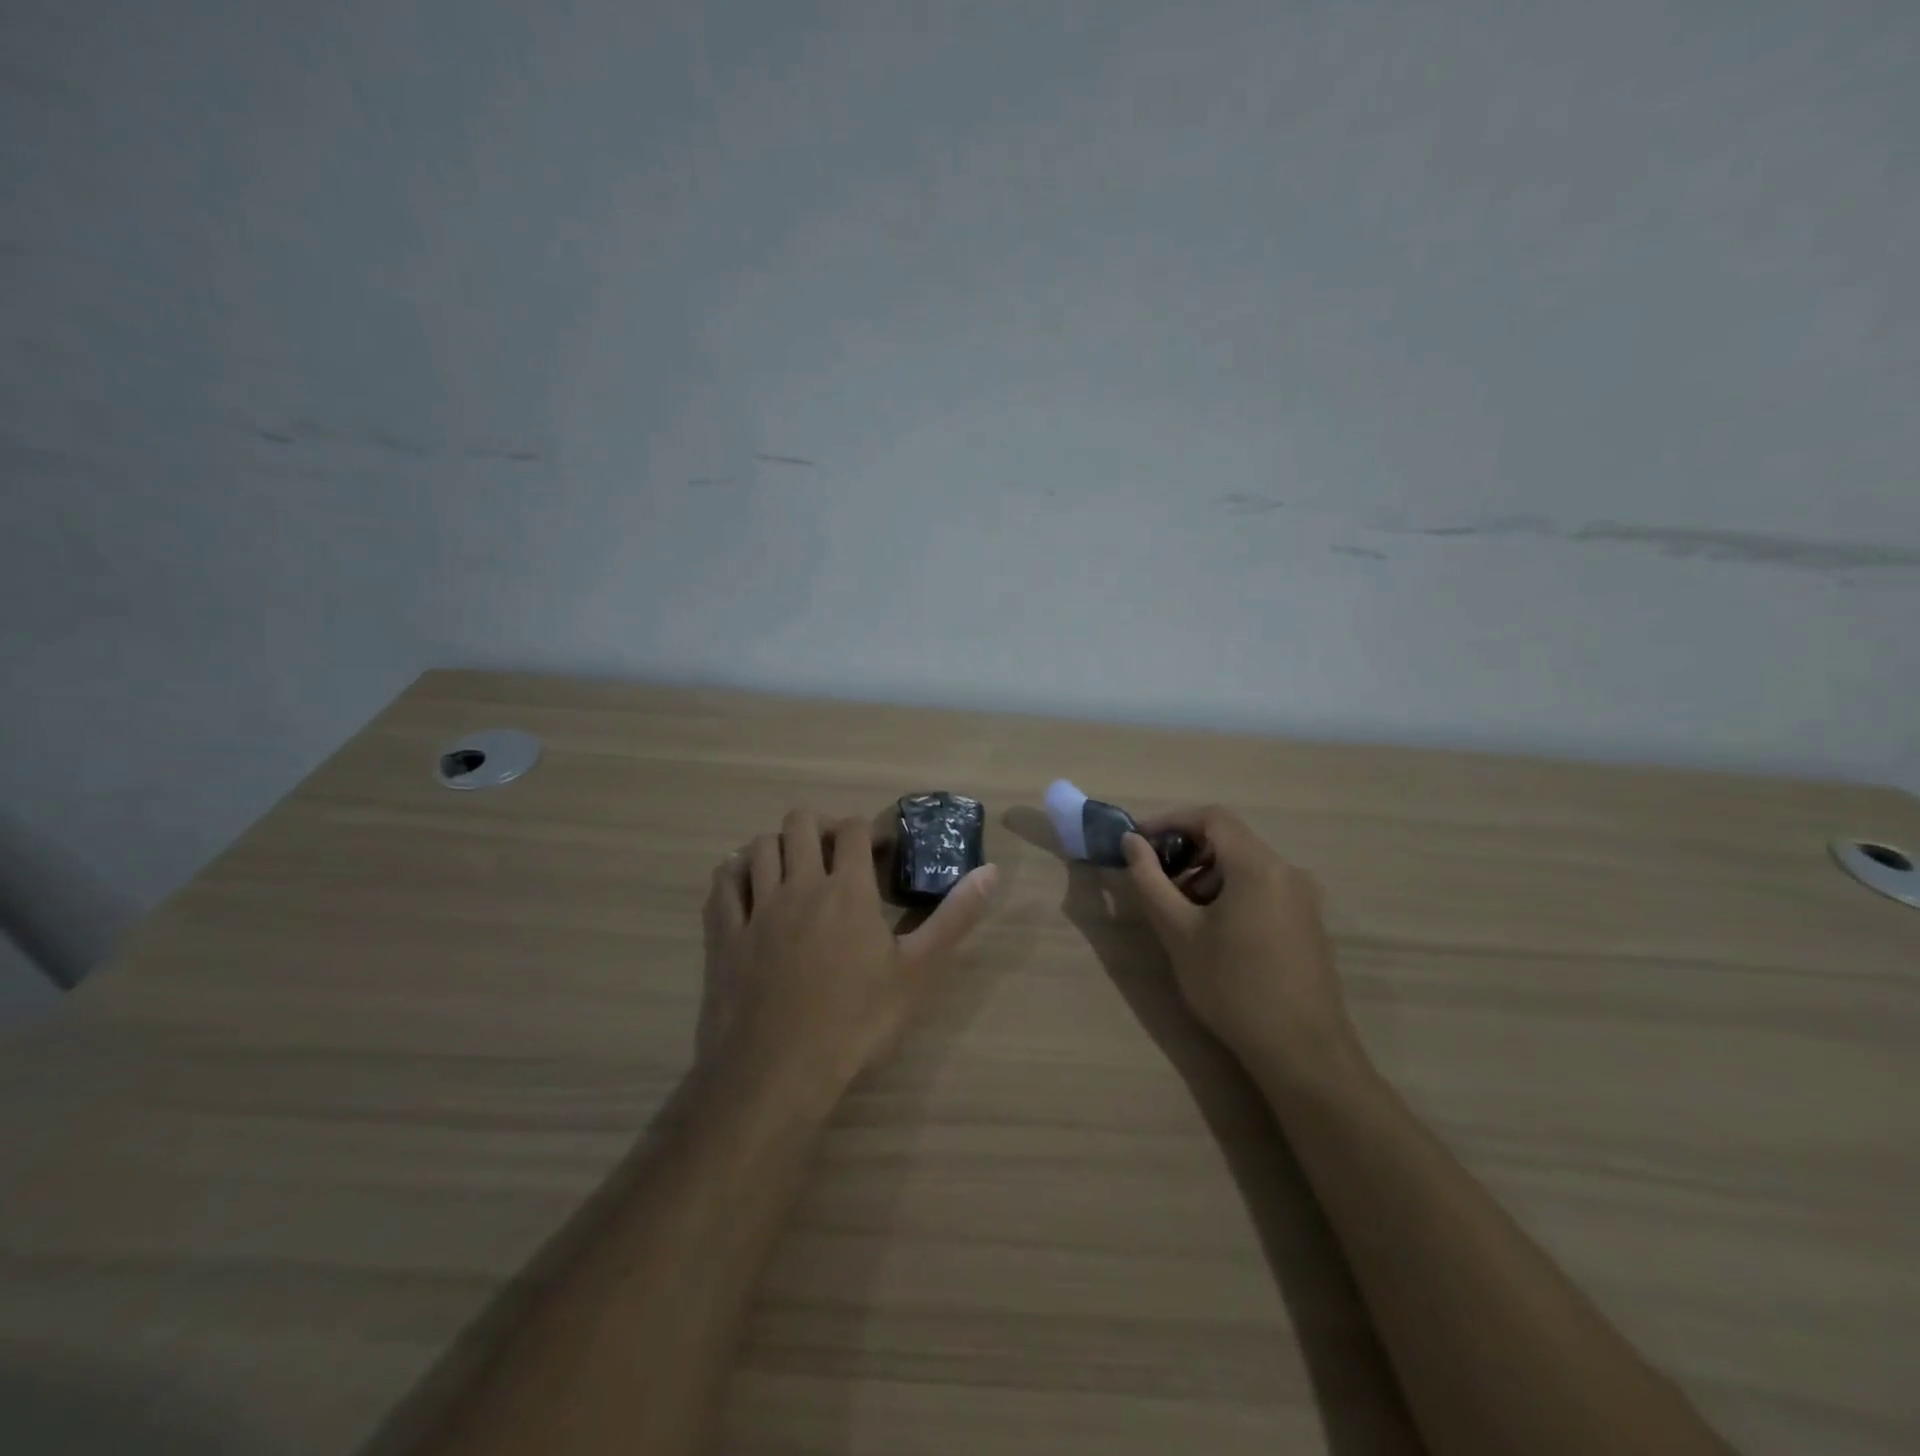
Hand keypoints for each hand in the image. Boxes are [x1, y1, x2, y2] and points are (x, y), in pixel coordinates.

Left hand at [702, 809, 997, 1096]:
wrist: (779, 1073)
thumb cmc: (856, 1022)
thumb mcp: (919, 972)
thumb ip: (955, 917)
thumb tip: (991, 871)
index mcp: (847, 889)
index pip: (853, 829)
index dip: (867, 830)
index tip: (878, 851)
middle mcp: (799, 884)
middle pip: (800, 823)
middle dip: (820, 827)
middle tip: (834, 856)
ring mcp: (756, 907)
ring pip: (760, 846)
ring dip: (778, 846)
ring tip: (793, 868)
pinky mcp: (724, 934)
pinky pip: (722, 884)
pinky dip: (735, 873)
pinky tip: (747, 885)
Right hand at [1121, 806, 1360, 1077]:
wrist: (1302, 1052)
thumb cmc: (1232, 986)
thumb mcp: (1178, 932)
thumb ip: (1150, 880)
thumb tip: (1132, 842)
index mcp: (1258, 866)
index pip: (1212, 817)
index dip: (1170, 821)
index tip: (1139, 843)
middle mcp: (1287, 872)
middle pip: (1230, 840)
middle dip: (1187, 853)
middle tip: (1156, 883)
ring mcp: (1304, 899)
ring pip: (1246, 867)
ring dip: (1207, 876)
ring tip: (1181, 914)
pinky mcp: (1308, 924)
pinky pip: (1263, 889)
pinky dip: (1231, 894)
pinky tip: (1214, 934)